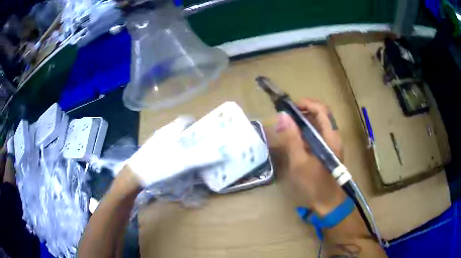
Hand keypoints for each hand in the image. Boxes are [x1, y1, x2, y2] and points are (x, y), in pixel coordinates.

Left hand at [127, 117, 223, 186]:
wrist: (135, 176)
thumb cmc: (159, 165)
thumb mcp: (183, 161)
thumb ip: (203, 155)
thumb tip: (223, 151)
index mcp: (171, 129)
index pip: (187, 119)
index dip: (198, 124)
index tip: (206, 133)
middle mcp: (163, 131)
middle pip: (181, 128)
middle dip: (192, 135)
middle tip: (202, 145)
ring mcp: (155, 140)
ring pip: (173, 137)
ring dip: (183, 143)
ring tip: (191, 154)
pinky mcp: (151, 150)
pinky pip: (167, 146)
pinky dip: (174, 150)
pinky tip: (176, 161)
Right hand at [275, 98, 345, 215]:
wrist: (329, 204)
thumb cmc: (315, 185)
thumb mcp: (299, 162)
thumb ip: (292, 138)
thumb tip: (283, 116)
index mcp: (330, 137)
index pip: (321, 109)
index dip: (306, 103)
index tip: (290, 107)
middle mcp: (333, 137)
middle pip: (321, 114)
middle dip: (303, 111)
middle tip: (287, 117)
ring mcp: (332, 144)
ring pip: (319, 125)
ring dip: (304, 122)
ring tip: (288, 128)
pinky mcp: (329, 151)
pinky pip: (318, 135)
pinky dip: (307, 133)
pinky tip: (296, 141)